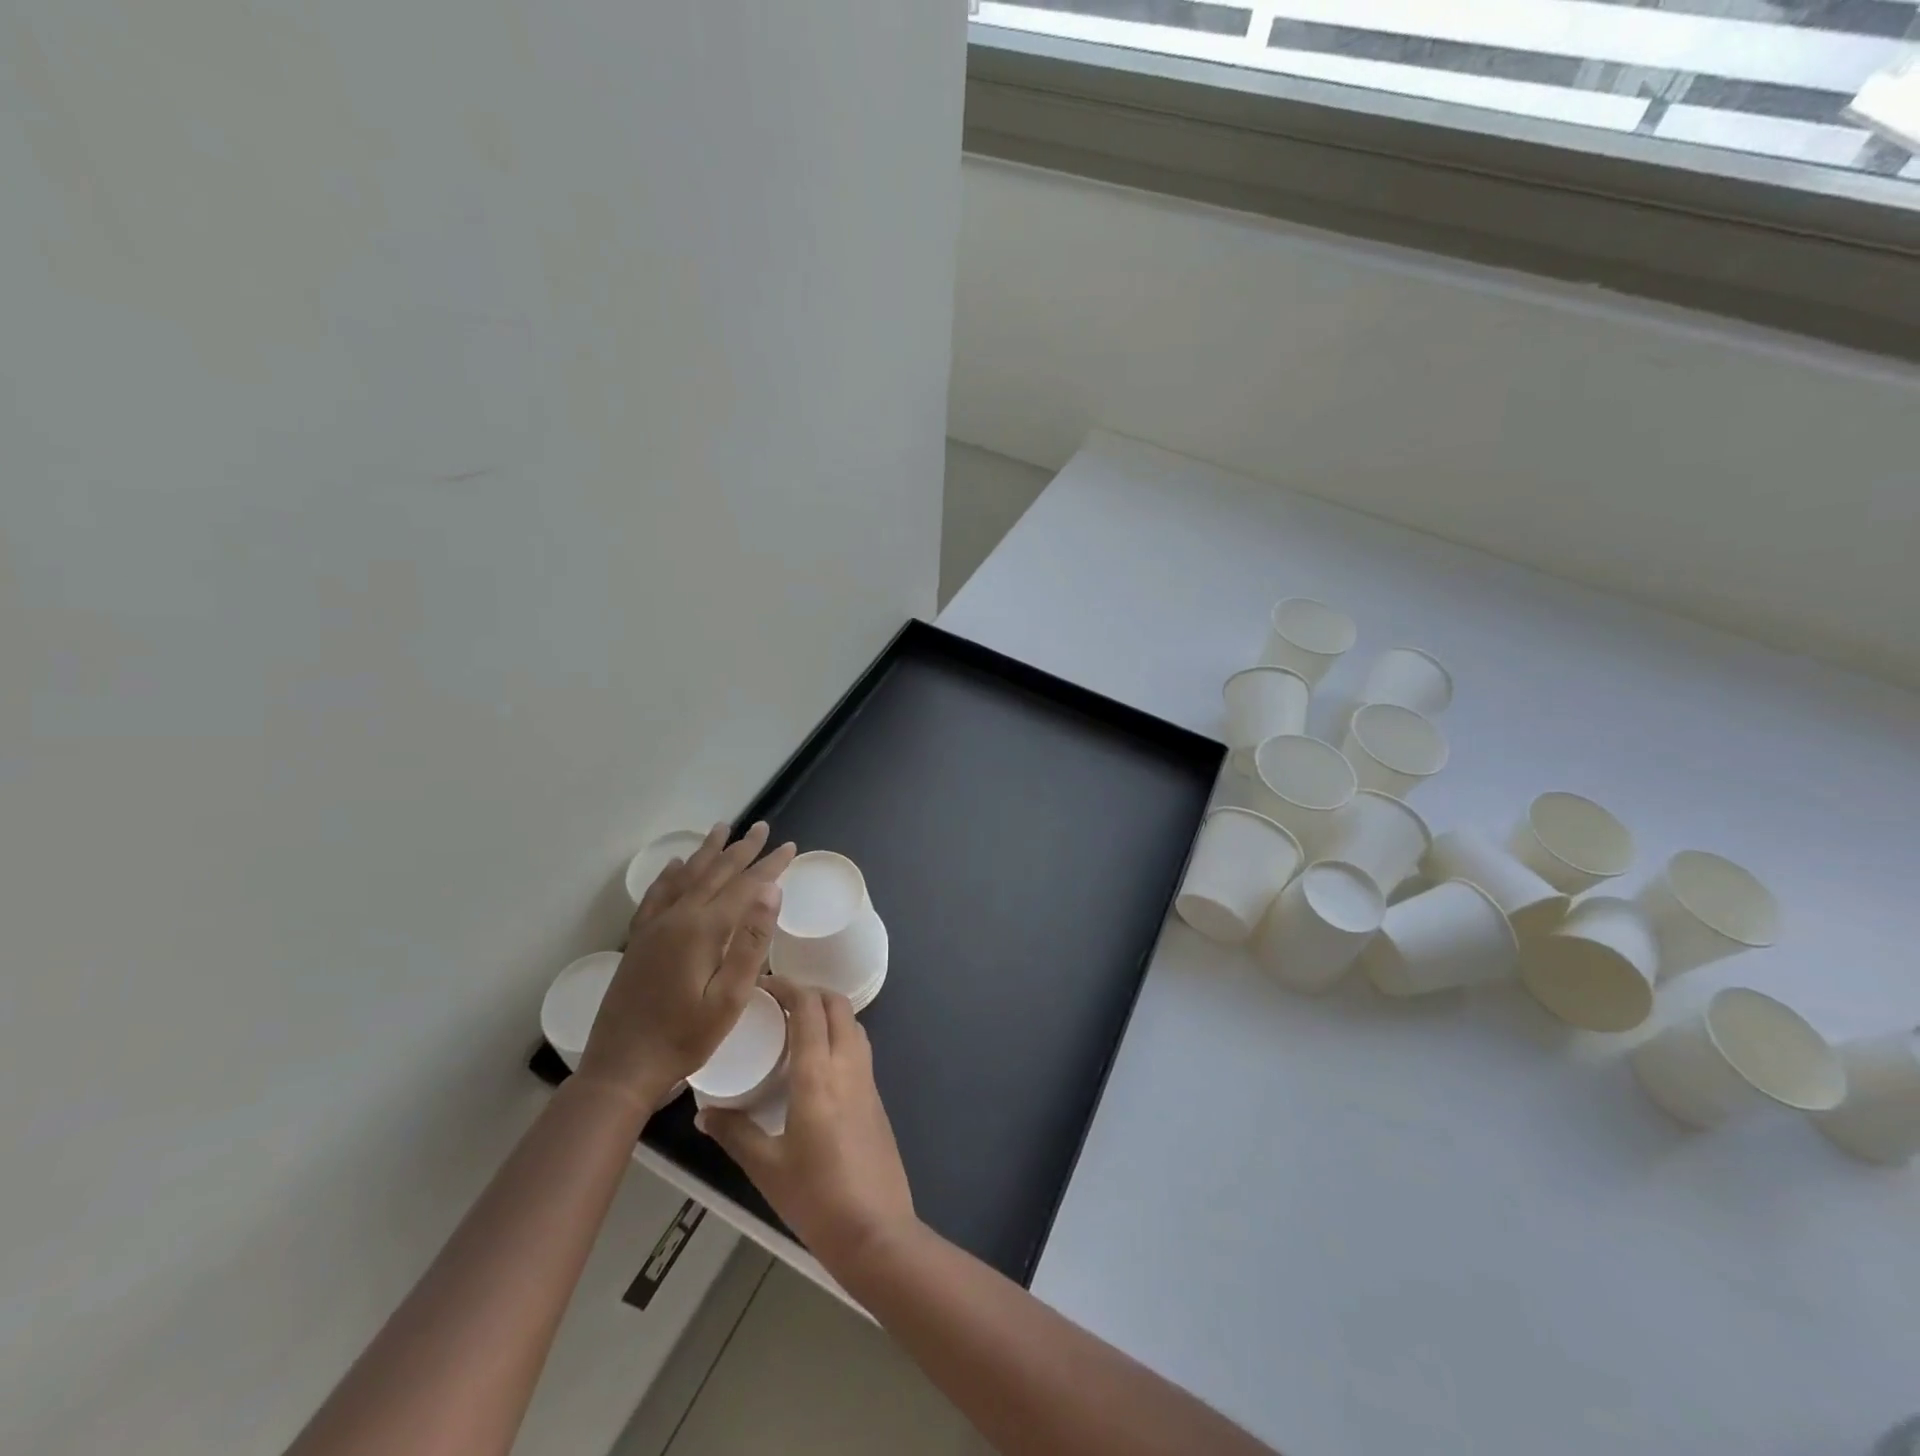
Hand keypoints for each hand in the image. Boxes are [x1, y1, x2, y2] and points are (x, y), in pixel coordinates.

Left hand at [575, 822, 795, 1112]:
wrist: (621, 1067)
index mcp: (703, 930)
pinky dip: (670, 875)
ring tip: (723, 829)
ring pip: (686, 877)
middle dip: (742, 849)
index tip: (790, 847)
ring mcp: (654, 927)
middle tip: (762, 827)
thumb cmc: (685, 1038)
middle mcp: (677, 918)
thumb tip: (771, 892)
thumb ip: (751, 942)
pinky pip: (657, 895)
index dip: (770, 865)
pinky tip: (676, 866)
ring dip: (708, 852)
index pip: (745, 886)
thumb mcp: (730, 998)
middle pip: (715, 873)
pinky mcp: (639, 940)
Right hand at [697, 978, 916, 1272]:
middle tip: (779, 1004)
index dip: (788, 987)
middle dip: (811, 993)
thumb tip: (704, 1113)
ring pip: (853, 1024)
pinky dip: (840, 1037)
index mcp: (818, 1073)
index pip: (810, 1007)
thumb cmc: (816, 1197)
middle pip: (838, 1005)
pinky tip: (818, 1063)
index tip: (764, 986)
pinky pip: (859, 1048)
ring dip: (829, 1012)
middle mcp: (848, 1065)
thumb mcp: (766, 1167)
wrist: (876, 1231)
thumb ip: (735, 1133)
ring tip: (797, 1028)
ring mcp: (868, 1080)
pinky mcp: (877, 1097)